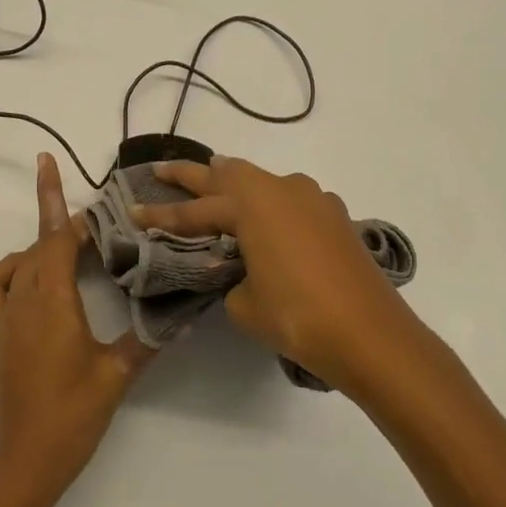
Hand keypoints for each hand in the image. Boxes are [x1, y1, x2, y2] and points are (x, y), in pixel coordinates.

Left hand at [0, 153, 153, 504]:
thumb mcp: (115, 378)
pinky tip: (34, 279)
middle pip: (41, 245)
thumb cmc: (69, 419)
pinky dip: (12, 270)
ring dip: (44, 246)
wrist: (19, 465)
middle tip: (104, 227)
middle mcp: (22, 301)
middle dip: (67, 226)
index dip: (57, 200)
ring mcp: (3, 318)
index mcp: (52, 303)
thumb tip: (182, 315)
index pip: (55, 238)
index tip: (53, 164)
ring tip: (77, 252)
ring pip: (20, 263)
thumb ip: (147, 341)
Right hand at [132, 156, 431, 392]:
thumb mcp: (244, 303)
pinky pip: (292, 203)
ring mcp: (316, 201)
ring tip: (215, 191)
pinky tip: (268, 226)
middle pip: (229, 175)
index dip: (162, 214)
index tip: (134, 211)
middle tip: (162, 170)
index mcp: (254, 205)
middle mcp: (284, 190)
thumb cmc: (298, 316)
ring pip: (265, 184)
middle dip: (192, 175)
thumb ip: (232, 278)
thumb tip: (242, 271)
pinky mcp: (337, 219)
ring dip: (237, 187)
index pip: (196, 211)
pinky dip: (271, 208)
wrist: (372, 336)